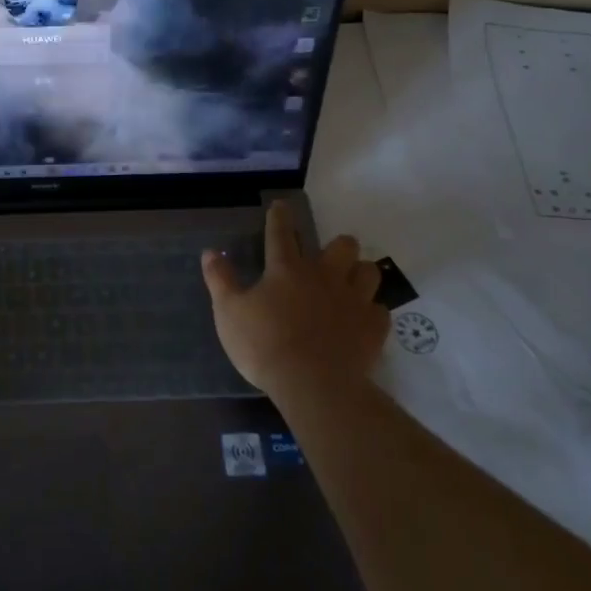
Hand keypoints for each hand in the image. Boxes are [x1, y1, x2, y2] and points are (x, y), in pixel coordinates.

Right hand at [201, 200, 388, 398]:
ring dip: (360, 272)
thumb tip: (210, 252)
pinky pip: (380, 310)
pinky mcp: (372, 328)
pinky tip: (362, 319)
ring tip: (352, 282)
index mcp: (286, 269)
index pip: (281, 233)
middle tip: (329, 256)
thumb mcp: (229, 312)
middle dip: (337, 245)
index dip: (280, 217)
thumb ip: (220, 280)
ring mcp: (353, 300)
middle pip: (342, 246)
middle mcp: (324, 276)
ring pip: (368, 271)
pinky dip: (372, 311)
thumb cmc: (264, 345)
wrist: (313, 385)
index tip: (282, 205)